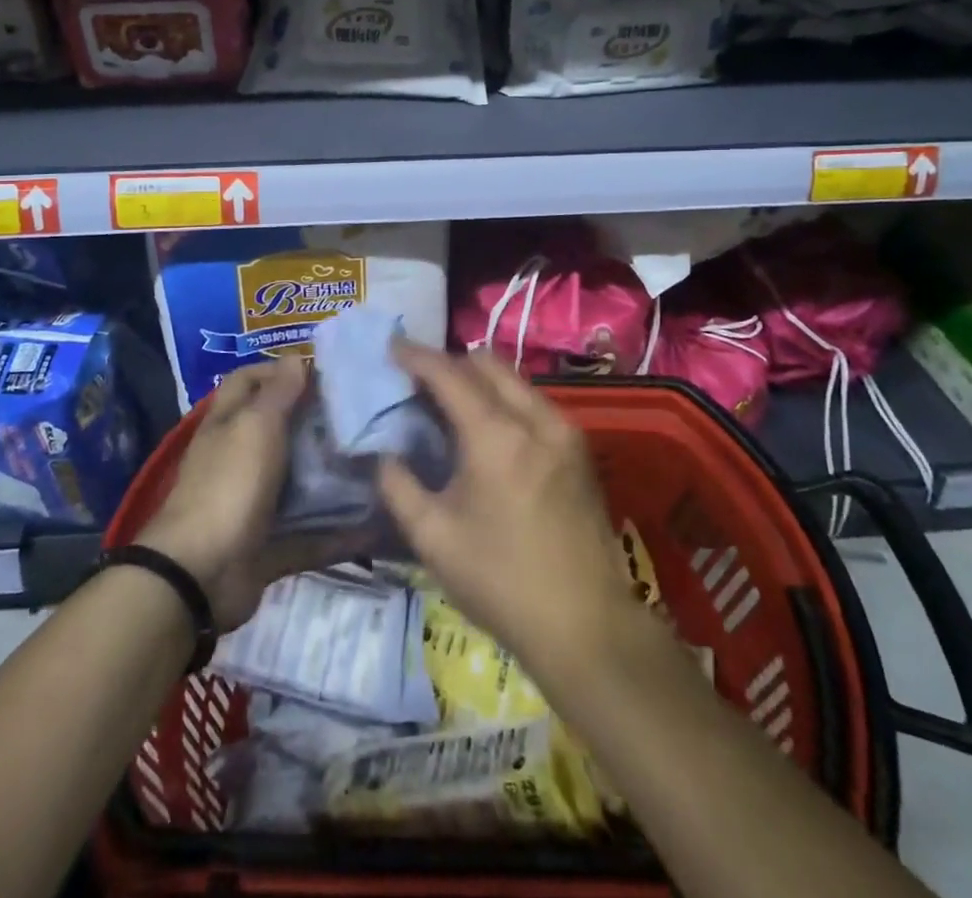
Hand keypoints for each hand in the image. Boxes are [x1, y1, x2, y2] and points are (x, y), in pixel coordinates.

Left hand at [136, 359, 353, 630]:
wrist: (200, 574)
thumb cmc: (229, 484)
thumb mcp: (256, 426)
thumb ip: (279, 392)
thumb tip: (297, 357)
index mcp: (228, 424)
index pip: (247, 381)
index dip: (278, 370)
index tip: (323, 372)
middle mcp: (238, 459)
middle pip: (278, 431)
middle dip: (315, 424)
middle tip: (362, 417)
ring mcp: (252, 504)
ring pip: (297, 483)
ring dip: (331, 477)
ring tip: (378, 463)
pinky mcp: (268, 545)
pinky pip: (309, 535)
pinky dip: (338, 533)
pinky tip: (374, 523)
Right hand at [378, 344, 641, 665]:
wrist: (586, 625)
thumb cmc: (501, 581)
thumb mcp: (433, 538)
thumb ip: (399, 486)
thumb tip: (385, 455)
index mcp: (496, 435)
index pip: (449, 374)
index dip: (416, 355)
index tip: (392, 345)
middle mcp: (535, 418)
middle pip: (487, 363)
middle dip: (450, 362)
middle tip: (420, 380)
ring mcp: (564, 431)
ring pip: (514, 379)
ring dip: (480, 379)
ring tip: (451, 404)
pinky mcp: (579, 449)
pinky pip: (534, 402)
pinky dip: (504, 399)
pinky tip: (489, 430)